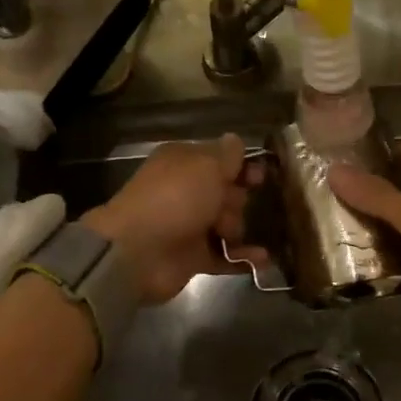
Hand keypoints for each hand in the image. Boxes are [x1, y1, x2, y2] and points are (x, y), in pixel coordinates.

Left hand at [81, 134, 264, 304]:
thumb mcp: (206, 165)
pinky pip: (226, 255)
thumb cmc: (175, 198)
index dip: (242, 167)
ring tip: (227, 234)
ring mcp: (189, 226)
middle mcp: (186, 192)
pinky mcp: (193, 257)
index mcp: (183, 163)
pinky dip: (243, 257)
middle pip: (228, 192)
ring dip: (236, 228)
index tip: (260, 176)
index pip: (220, 159)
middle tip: (227, 205)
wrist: (138, 251)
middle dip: (237, 199)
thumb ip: (227, 154)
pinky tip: (263, 258)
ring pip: (228, 223)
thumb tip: (235, 141)